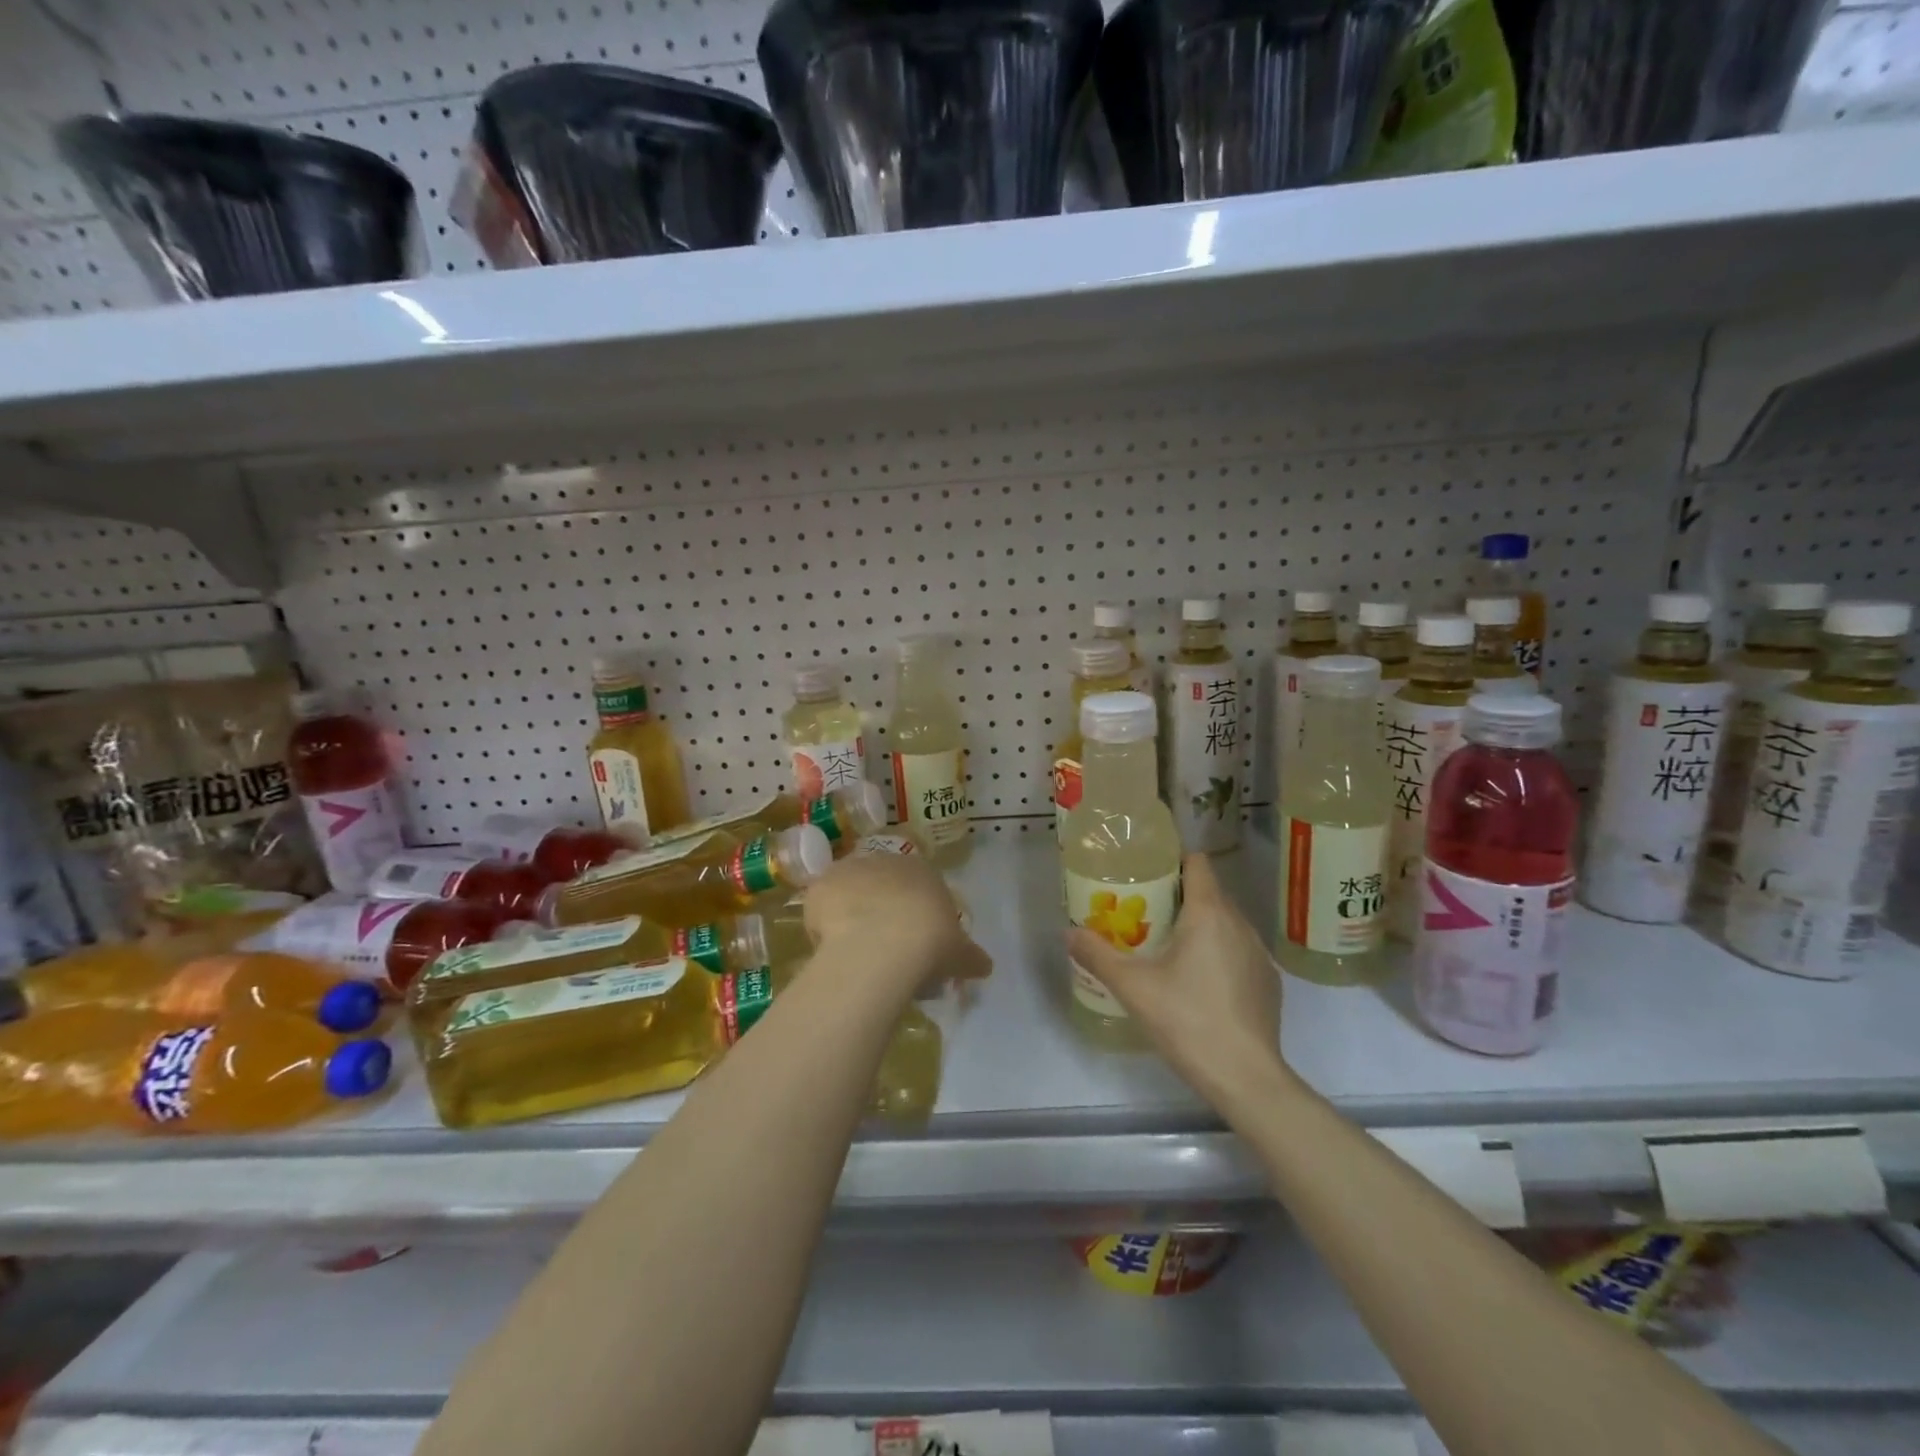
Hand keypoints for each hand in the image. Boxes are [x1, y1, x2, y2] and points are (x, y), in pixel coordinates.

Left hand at [803, 854, 991, 992]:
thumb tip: (985, 966)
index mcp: (922, 870)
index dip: (914, 912)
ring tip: (854, 950)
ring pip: (849, 891)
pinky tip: (832, 949)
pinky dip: (824, 925)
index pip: (918, 884)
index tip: (913, 939)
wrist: (883, 943)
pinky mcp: (820, 885)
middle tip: (883, 946)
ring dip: (851, 913)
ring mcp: (849, 869)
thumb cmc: (930, 941)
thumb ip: (971, 957)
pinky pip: (821, 906)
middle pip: (881, 884)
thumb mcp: (960, 953)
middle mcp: (885, 860)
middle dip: (881, 909)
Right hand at [1067, 853, 1288, 1103]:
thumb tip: (1068, 933)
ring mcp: (1259, 953)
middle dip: (1178, 897)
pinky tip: (1199, 984)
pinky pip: (1238, 950)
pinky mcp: (1268, 982)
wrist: (1247, 1078)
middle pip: (1209, 892)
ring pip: (1225, 923)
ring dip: (1199, 926)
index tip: (1147, 874)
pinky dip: (1219, 953)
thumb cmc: (1188, 1021)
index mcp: (1209, 914)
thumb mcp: (1133, 988)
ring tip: (1168, 947)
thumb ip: (1098, 955)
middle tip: (1144, 913)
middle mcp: (1239, 924)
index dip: (1173, 862)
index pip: (1198, 864)